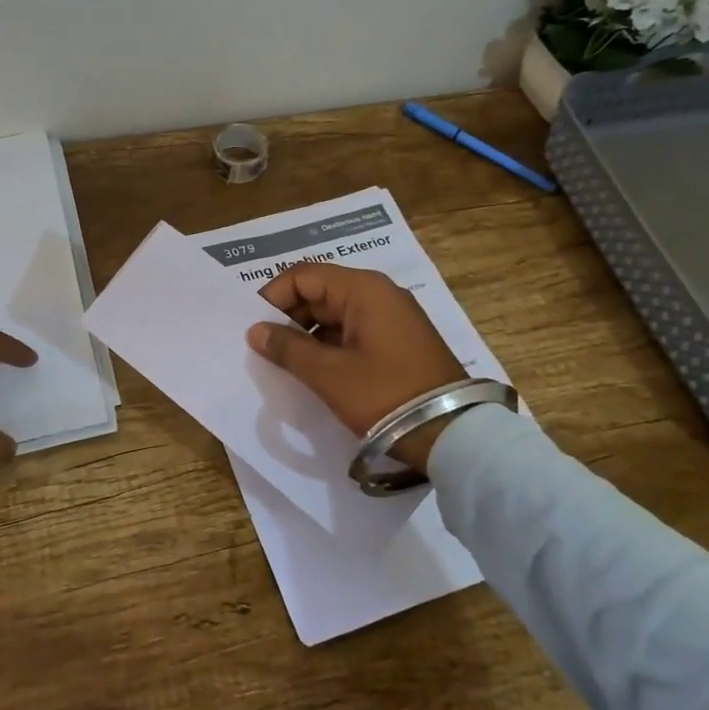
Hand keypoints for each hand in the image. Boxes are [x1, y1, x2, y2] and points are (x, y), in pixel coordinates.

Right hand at [247, 263, 464, 468]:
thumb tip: (255, 330)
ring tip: (287, 363)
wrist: (454, 434)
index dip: (273, 297)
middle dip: (289, 317)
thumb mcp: (329, 374)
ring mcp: (392, 317)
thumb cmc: (386, 395)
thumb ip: (288, 348)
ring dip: (308, 333)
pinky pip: (353, 330)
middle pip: (319, 291)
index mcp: (363, 289)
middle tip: (266, 348)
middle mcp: (379, 293)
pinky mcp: (399, 340)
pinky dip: (330, 344)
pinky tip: (315, 370)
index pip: (303, 275)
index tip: (254, 327)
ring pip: (335, 313)